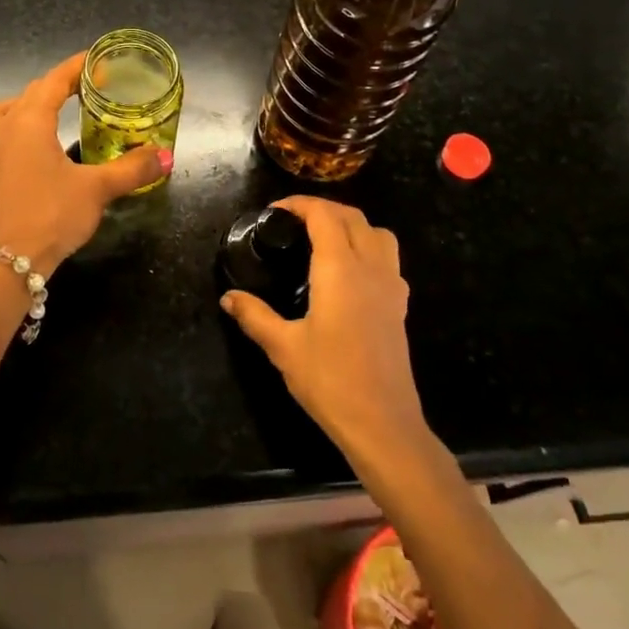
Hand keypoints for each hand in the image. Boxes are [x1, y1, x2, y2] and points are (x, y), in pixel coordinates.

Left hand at [0, 52, 167, 275]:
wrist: (11, 263)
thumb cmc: (54, 214)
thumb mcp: (98, 188)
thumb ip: (132, 168)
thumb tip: (165, 155)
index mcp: (30, 122)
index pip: (53, 81)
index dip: (76, 68)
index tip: (98, 63)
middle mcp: (3, 132)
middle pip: (27, 95)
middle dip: (55, 87)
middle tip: (83, 92)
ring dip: (15, 110)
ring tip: (39, 118)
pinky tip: (1, 163)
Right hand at [220, 197, 428, 462]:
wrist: (383, 424)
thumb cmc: (330, 380)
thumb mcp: (283, 347)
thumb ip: (254, 316)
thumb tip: (228, 297)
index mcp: (340, 269)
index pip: (324, 215)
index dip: (300, 204)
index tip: (276, 211)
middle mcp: (370, 267)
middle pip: (353, 217)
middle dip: (323, 209)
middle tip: (293, 221)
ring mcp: (391, 286)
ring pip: (378, 233)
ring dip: (351, 224)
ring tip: (324, 238)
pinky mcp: (400, 306)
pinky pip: (388, 258)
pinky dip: (368, 247)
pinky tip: (349, 273)